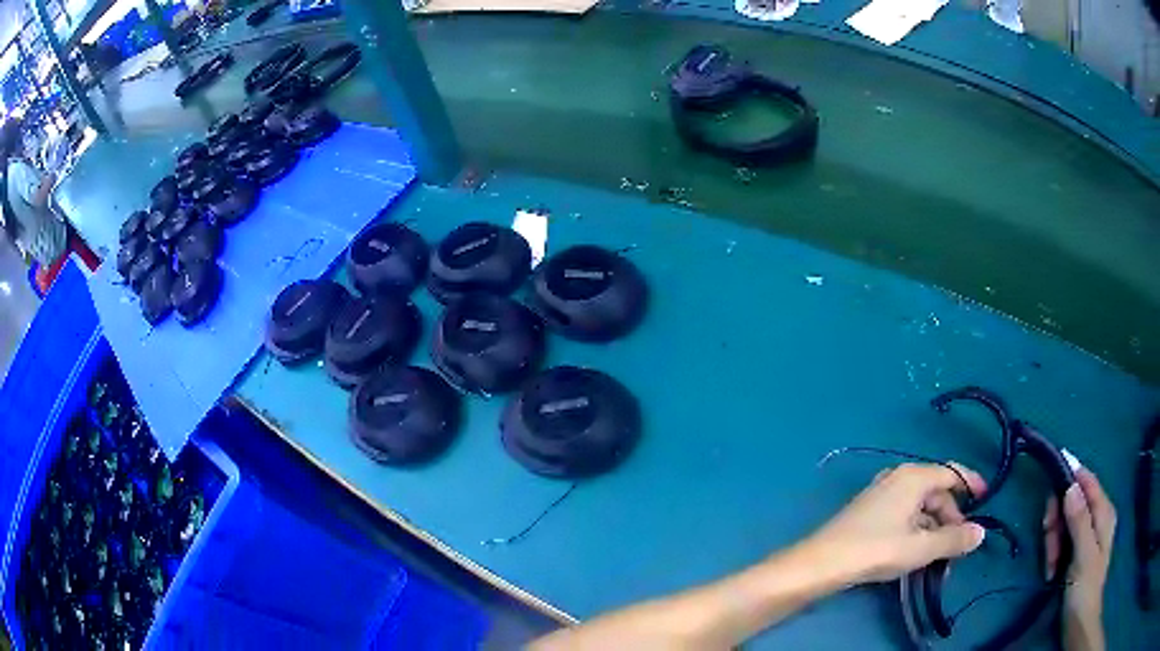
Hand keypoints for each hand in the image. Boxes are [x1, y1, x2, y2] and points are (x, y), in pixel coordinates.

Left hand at [808, 462, 987, 583]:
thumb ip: (954, 540)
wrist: (821, 563)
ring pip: (920, 507)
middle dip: (951, 517)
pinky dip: (916, 531)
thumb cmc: (876, 549)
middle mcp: (899, 478)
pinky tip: (917, 554)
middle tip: (958, 545)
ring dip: (934, 529)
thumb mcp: (921, 547)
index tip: (986, 498)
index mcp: (914, 477)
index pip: (951, 472)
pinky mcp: (870, 512)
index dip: (971, 484)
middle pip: (936, 492)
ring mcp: (882, 494)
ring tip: (939, 557)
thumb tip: (981, 533)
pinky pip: (904, 516)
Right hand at [1044, 466, 1114, 650]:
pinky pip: (1063, 541)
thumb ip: (1079, 521)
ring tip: (1050, 567)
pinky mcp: (1078, 551)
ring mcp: (1088, 535)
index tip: (1051, 473)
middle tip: (1048, 547)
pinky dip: (1054, 554)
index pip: (1088, 482)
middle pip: (1073, 504)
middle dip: (1057, 523)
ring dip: (1053, 544)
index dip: (1071, 475)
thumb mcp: (1083, 556)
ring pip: (1065, 524)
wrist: (1079, 622)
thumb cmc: (1085, 589)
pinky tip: (1051, 572)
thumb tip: (1070, 485)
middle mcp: (1097, 517)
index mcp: (1104, 512)